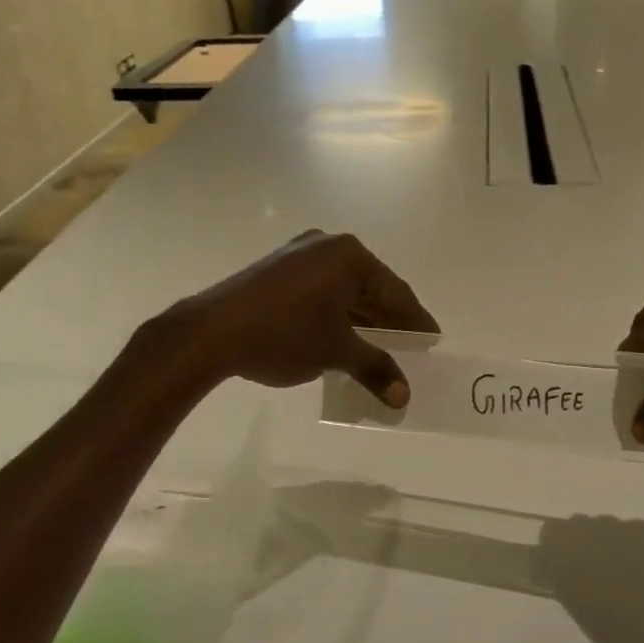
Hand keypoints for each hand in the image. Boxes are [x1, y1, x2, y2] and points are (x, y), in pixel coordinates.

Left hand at [173, 231, 438, 406]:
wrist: (211, 332)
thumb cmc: (284, 335)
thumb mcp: (336, 352)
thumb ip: (375, 368)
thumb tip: (403, 396)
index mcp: (349, 256)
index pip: (395, 291)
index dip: (415, 320)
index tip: (432, 339)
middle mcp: (327, 246)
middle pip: (370, 287)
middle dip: (389, 320)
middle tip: (411, 347)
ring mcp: (298, 254)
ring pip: (344, 289)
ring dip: (362, 318)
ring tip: (381, 347)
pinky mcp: (276, 269)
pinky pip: (320, 290)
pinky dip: (337, 313)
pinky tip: (344, 336)